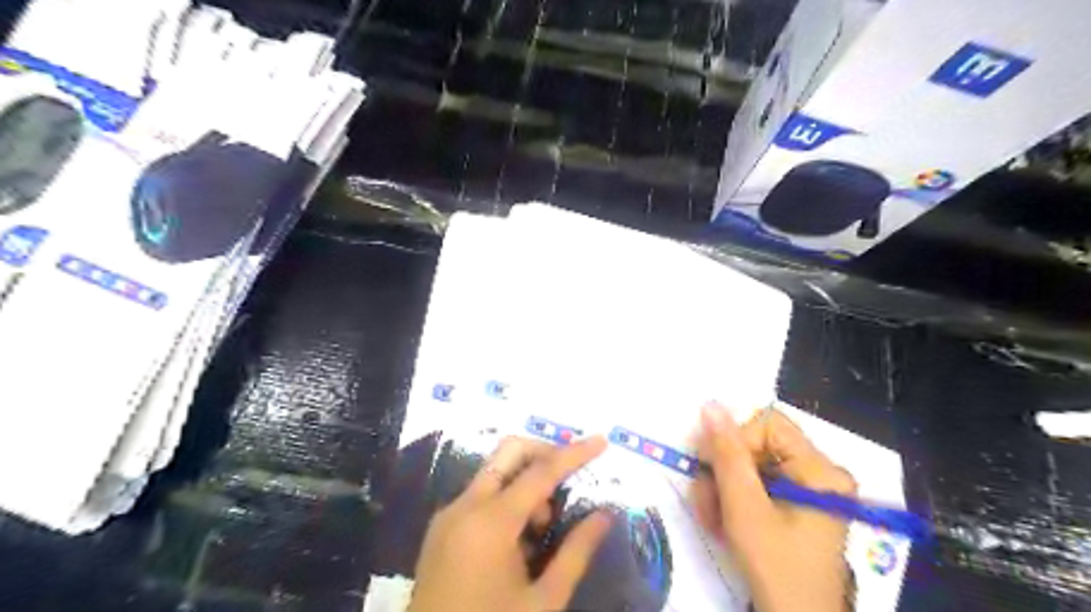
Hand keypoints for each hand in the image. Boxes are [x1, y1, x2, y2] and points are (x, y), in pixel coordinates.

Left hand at [409, 436, 612, 610]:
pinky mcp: (441, 528)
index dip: (574, 453)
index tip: (601, 441)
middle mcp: (465, 506)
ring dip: (526, 482)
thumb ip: (576, 552)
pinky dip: (507, 499)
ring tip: (544, 527)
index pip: (541, 471)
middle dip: (544, 455)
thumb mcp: (543, 602)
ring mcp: (448, 515)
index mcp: (491, 522)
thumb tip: (605, 515)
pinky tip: (519, 539)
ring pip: (494, 472)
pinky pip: (480, 495)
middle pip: (509, 453)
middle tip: (570, 480)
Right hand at [693, 404, 856, 610]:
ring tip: (711, 519)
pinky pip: (756, 487)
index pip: (768, 424)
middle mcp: (817, 473)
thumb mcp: (744, 507)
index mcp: (818, 469)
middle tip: (705, 499)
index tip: (709, 466)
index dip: (735, 439)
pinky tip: (721, 522)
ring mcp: (807, 491)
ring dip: (722, 490)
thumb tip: (711, 405)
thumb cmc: (775, 566)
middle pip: (756, 447)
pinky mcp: (795, 507)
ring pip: (750, 468)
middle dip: (723, 472)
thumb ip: (727, 454)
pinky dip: (732, 501)